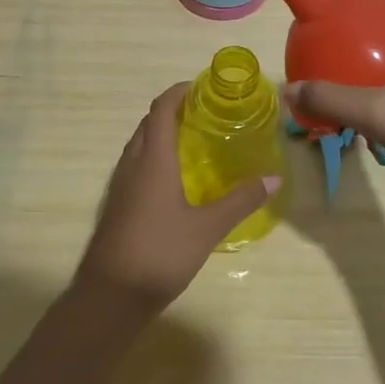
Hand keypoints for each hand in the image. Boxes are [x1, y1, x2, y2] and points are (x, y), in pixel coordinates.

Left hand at [74, 83, 279, 314]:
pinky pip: (135, 166)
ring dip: (161, 134)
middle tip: (205, 114)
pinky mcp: (116, 205)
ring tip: (194, 141)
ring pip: (139, 145)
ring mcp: (120, 185)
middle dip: (173, 111)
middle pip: (148, 124)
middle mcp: (132, 164)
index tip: (203, 87)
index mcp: (152, 159)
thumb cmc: (160, 253)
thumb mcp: (207, 228)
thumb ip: (241, 200)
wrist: (109, 297)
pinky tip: (175, 180)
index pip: (161, 109)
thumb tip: (274, 179)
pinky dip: (154, 157)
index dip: (179, 92)